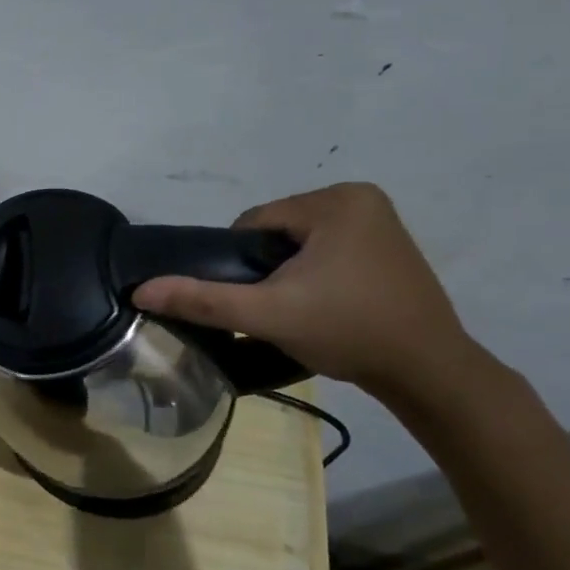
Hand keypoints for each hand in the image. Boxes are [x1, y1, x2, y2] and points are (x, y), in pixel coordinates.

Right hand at [131, 182, 474, 399]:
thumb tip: (141, 290)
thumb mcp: (266, 314)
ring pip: (300, 244)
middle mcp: (361, 198)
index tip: (257, 301)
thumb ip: (202, 299)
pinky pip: (328, 251)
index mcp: (336, 200)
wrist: (428, 372)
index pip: (254, 223)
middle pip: (277, 232)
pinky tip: (326, 306)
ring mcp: (381, 221)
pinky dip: (316, 275)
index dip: (241, 264)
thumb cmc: (348, 331)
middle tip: (279, 311)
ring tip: (301, 312)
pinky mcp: (389, 246)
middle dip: (267, 270)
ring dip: (289, 274)